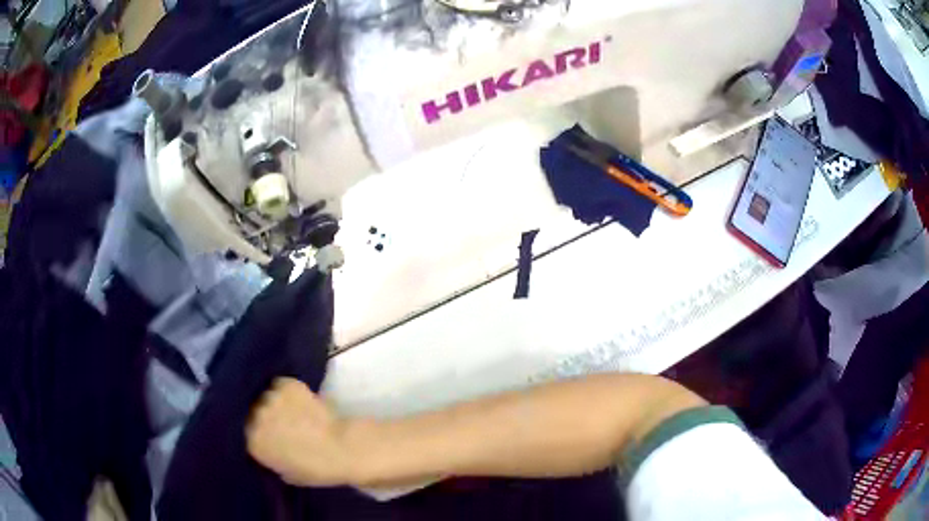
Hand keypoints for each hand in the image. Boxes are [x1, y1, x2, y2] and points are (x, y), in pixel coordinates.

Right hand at [246, 377, 355, 486]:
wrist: (341, 449)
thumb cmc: (315, 469)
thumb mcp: (283, 471)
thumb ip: (267, 455)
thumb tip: (265, 443)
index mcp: (251, 441)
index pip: (242, 429)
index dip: (253, 429)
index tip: (263, 431)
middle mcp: (254, 416)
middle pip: (251, 409)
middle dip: (260, 413)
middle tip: (275, 418)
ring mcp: (269, 397)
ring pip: (265, 394)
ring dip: (273, 400)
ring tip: (287, 407)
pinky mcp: (286, 383)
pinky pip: (280, 384)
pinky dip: (287, 390)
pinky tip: (298, 398)